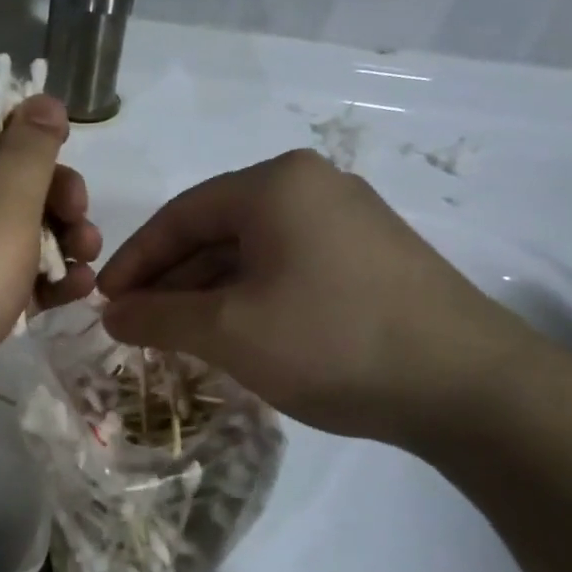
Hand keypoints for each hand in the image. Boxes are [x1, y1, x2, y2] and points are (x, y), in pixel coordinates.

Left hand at [0, 95, 100, 449]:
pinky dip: (46, 281)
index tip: (67, 156)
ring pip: (23, 233)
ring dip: (62, 243)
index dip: (35, 135)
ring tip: (86, 264)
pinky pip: (16, 277)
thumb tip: (42, 100)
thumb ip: (31, 149)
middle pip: (18, 182)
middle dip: (59, 198)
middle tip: (79, 221)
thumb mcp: (4, 202)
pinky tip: (76, 293)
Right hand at [97, 150, 535, 446]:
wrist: (467, 386)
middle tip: (136, 324)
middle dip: (170, 280)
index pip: (179, 216)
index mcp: (274, 185)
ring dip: (208, 292)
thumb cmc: (331, 341)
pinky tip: (233, 333)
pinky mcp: (370, 256)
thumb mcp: (228, 332)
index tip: (104, 301)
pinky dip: (249, 297)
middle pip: (215, 230)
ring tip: (177, 336)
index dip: (134, 261)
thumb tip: (112, 314)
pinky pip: (286, 266)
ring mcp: (348, 219)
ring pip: (251, 251)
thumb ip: (158, 317)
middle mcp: (311, 186)